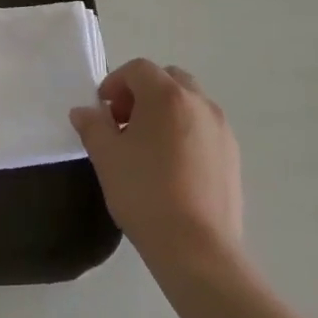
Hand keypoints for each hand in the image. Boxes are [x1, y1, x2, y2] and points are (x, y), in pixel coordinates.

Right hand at [70, 59, 243, 272]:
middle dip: (143, 93)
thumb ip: (92, 126)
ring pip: (189, 103)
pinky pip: (204, 128)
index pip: (138, 69)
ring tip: (148, 148)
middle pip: (168, 79)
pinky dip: (185, 132)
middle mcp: (199, 103)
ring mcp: (221, 129)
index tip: (104, 112)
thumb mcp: (106, 157)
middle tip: (125, 124)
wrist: (197, 248)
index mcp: (167, 96)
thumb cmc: (145, 193)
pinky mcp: (233, 155)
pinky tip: (172, 167)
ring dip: (166, 112)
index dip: (115, 83)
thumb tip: (84, 112)